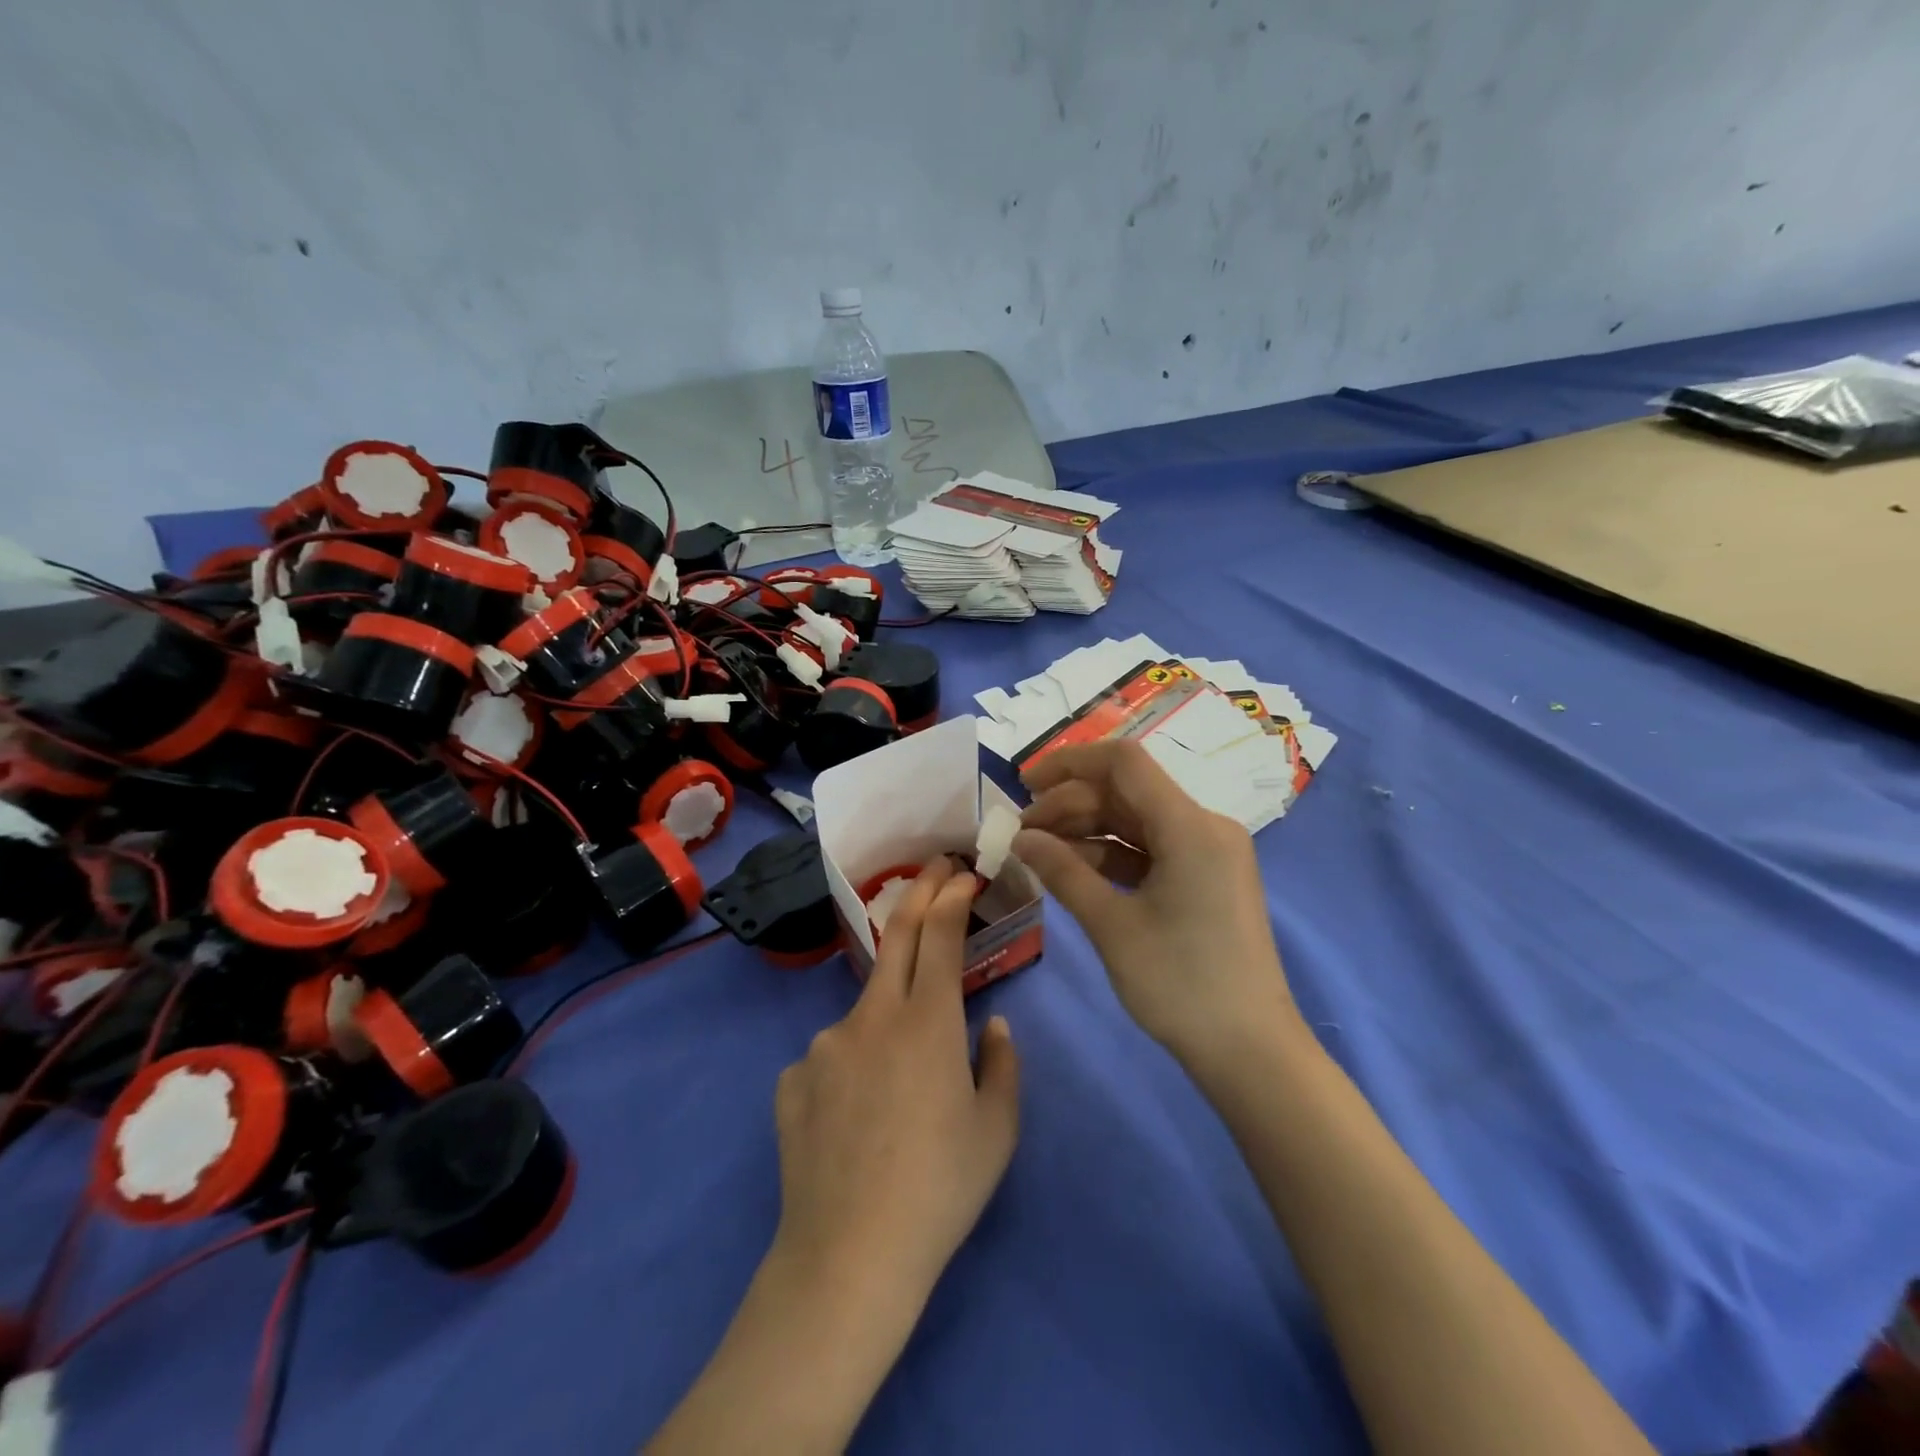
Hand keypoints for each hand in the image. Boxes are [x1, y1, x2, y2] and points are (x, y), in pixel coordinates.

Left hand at [770, 858, 1020, 1316]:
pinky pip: (832, 1057)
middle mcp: (872, 1016)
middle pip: (897, 937)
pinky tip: (856, 1119)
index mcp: (928, 1022)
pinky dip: (853, 1066)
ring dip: (890, 1016)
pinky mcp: (792, 1078)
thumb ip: (1002, 1065)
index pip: (940, 936)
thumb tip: (991, 1025)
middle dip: (919, 894)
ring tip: (901, 1086)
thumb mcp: (997, 1130)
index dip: (951, 897)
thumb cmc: (940, 1189)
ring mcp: (824, 1044)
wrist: (848, 1256)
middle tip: (934, 869)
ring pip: (866, 1009)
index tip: (962, 872)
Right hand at [1013, 739, 1299, 1069]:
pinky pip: (1150, 848)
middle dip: (1070, 803)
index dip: (1069, 762)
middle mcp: (1205, 826)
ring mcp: (1208, 853)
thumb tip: (1021, 837)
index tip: (1024, 783)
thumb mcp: (1112, 925)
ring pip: (1136, 820)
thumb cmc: (1180, 984)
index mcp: (1191, 826)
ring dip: (1086, 829)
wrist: (1250, 1051)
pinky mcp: (1205, 878)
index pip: (1124, 763)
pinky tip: (1072, 869)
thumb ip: (1063, 871)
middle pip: (1127, 792)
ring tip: (1038, 850)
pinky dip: (1111, 853)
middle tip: (1022, 832)